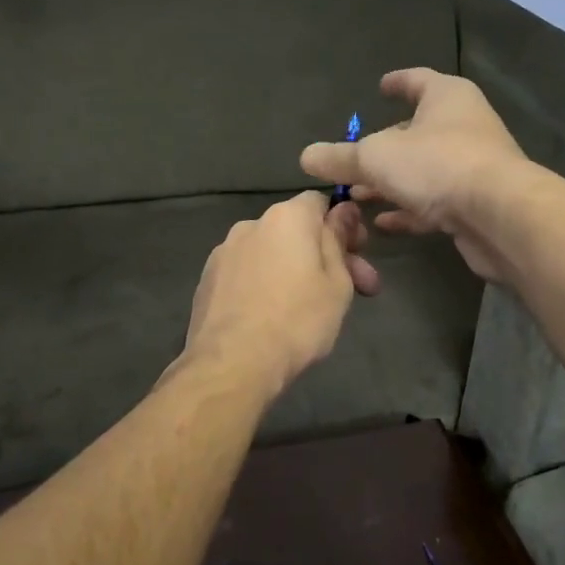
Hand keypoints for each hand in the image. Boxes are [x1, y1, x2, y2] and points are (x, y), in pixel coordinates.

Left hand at [180, 193, 380, 396]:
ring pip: (269, 252)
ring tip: (307, 308)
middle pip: (295, 230)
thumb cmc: (298, 320)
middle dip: (324, 255)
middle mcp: (251, 224)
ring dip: (292, 269)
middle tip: (351, 291)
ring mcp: (224, 252)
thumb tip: (343, 210)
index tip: (357, 254)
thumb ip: (338, 240)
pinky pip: (246, 272)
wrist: (232, 363)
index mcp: (286, 218)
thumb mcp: (337, 283)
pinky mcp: (207, 279)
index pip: (320, 202)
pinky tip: (271, 314)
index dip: (342, 224)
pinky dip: (263, 284)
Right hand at [300, 69, 528, 281]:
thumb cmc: (437, 165)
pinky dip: (409, 209)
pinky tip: (383, 223)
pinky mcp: (477, 203)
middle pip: (418, 130)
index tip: (380, 87)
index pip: (417, 79)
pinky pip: (435, 201)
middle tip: (352, 160)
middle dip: (383, 146)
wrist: (500, 216)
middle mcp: (464, 125)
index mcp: (446, 97)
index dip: (397, 82)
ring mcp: (473, 166)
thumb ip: (339, 157)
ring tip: (358, 196)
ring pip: (424, 170)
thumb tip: (306, 156)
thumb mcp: (375, 158)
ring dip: (391, 182)